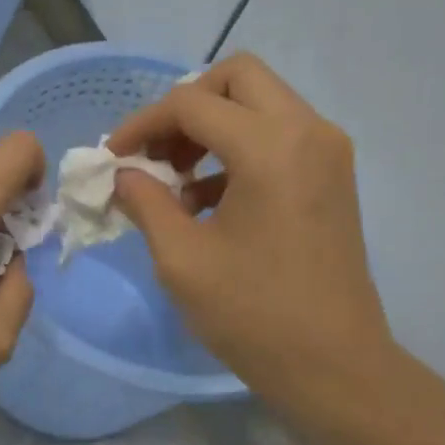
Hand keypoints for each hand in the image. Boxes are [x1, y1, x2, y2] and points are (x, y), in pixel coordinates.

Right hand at [108, 53, 394, 407]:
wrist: (333, 365)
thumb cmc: (252, 314)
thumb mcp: (181, 258)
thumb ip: (145, 202)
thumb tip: (124, 175)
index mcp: (270, 147)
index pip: (191, 103)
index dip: (141, 125)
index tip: (112, 158)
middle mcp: (308, 131)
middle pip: (236, 79)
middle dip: (184, 108)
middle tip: (155, 154)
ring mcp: (327, 152)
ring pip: (259, 104)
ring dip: (210, 129)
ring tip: (175, 183)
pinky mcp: (331, 177)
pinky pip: (278, 136)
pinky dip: (237, 151)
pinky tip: (207, 202)